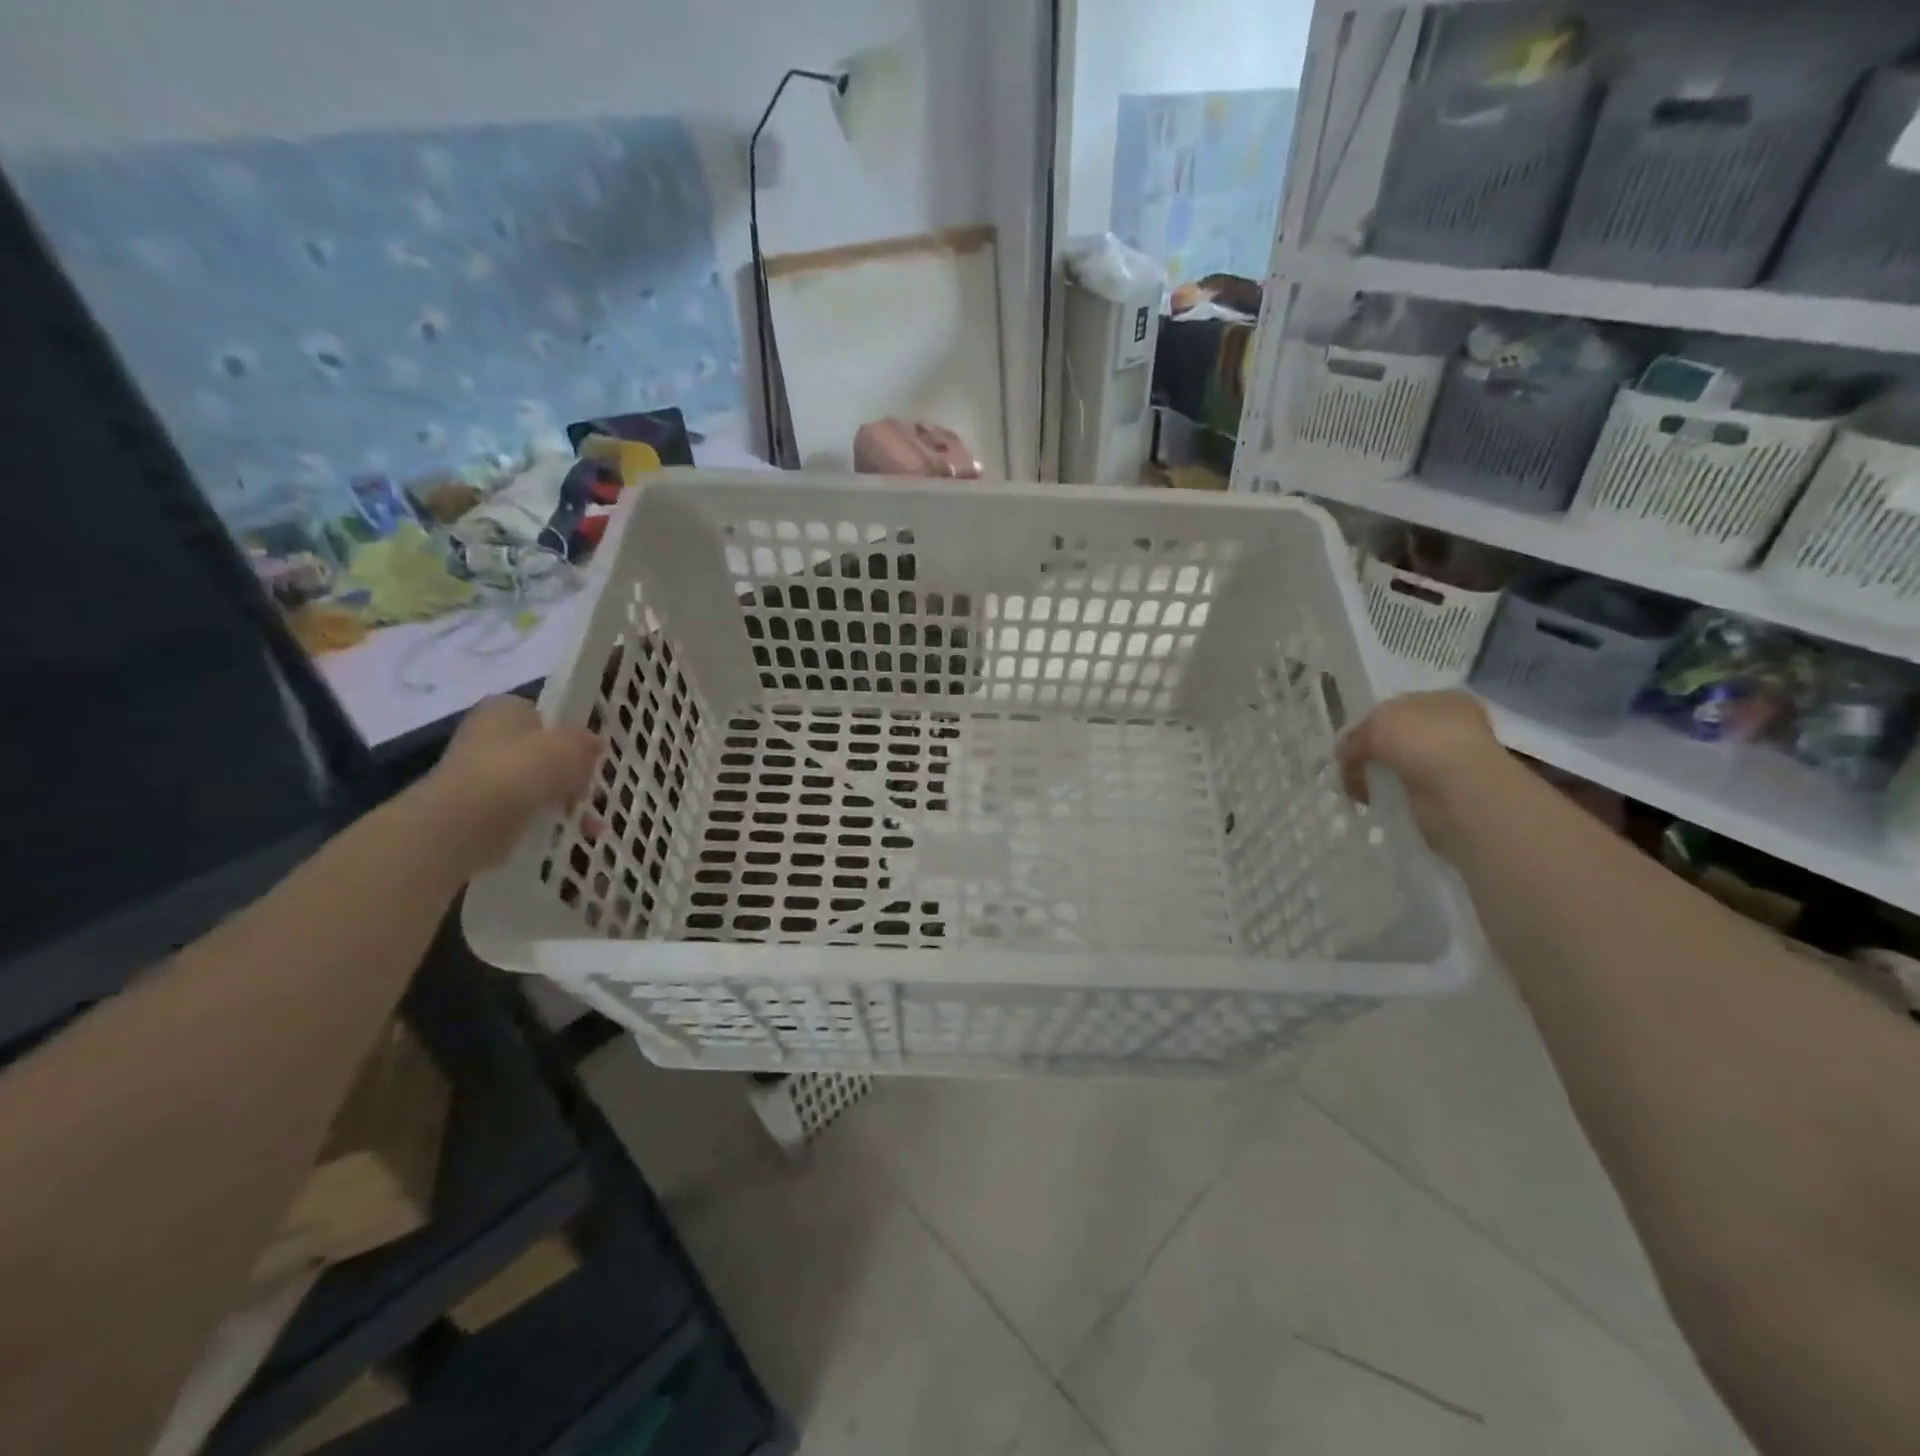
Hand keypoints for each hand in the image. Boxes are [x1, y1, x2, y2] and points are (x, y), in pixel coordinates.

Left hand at [421, 695, 601, 871]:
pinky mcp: (475, 809)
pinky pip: (520, 811)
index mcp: (504, 708)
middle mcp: (485, 735)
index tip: (587, 756)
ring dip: (561, 800)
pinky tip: (565, 835)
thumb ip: (587, 742)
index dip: (568, 734)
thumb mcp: (573, 746)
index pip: (543, 714)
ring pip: (533, 784)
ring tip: (587, 823)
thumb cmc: (523, 770)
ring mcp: (477, 774)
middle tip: (586, 791)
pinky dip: (543, 822)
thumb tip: (593, 744)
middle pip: (541, 752)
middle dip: (568, 773)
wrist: (467, 822)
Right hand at [1337, 691, 1516, 859]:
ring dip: (1380, 775)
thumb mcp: (1374, 726)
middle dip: (1372, 752)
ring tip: (1360, 789)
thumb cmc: (1421, 741)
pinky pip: (1408, 790)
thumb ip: (1354, 737)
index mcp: (1442, 698)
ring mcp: (1453, 760)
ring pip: (1402, 764)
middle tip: (1349, 767)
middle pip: (1397, 736)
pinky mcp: (1449, 792)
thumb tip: (1345, 754)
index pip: (1396, 706)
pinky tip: (1377, 800)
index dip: (1368, 723)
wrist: (1459, 790)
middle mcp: (1452, 726)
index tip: (1348, 743)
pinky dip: (1391, 795)